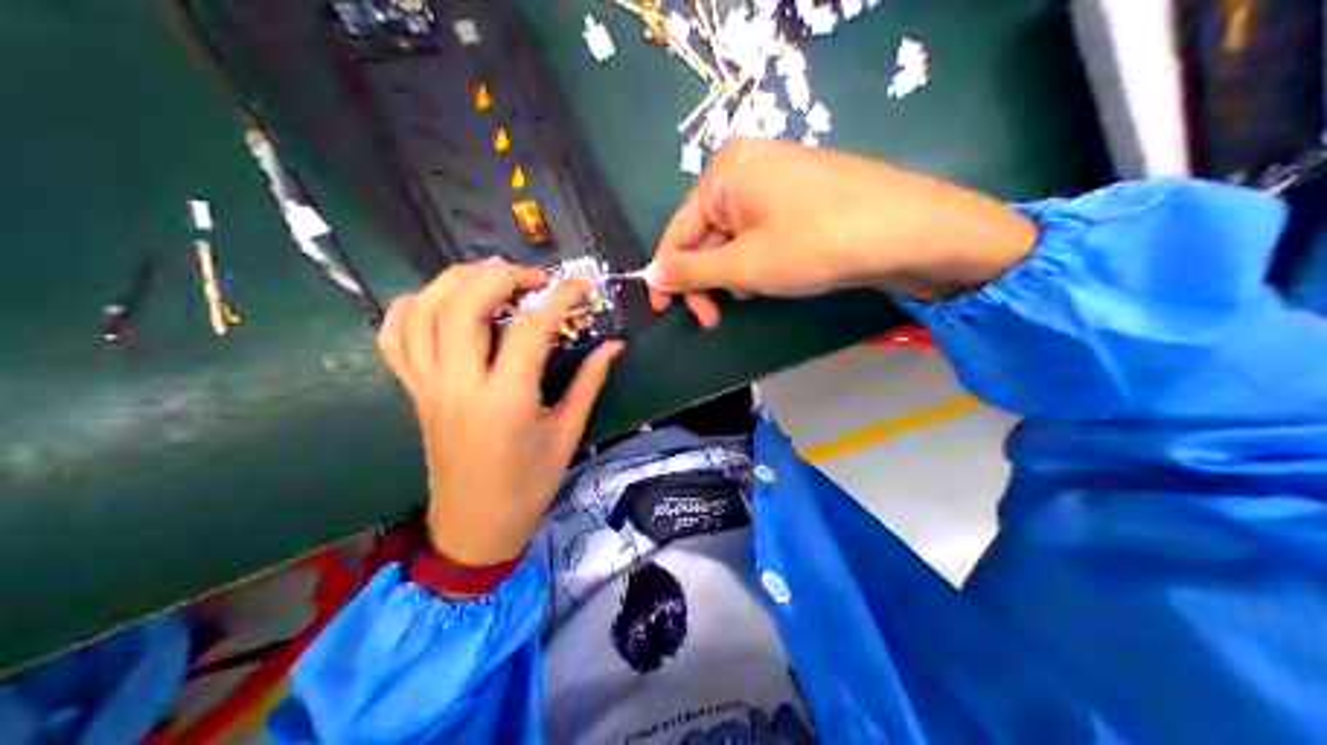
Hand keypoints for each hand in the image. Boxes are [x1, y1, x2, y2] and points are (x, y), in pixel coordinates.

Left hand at [374, 263, 622, 565]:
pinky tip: (440, 301)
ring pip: (423, 310)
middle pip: (463, 303)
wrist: (474, 525)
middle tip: (533, 278)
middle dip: (500, 275)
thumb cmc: (527, 486)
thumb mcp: (566, 435)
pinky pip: (393, 337)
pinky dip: (411, 306)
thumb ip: (589, 383)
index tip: (581, 285)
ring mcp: (428, 386)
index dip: (559, 298)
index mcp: (505, 401)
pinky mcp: (412, 391)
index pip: (529, 329)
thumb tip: (613, 345)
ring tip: (490, 278)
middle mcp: (458, 385)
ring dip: (456, 280)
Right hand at [645, 138, 1036, 321]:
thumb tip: (651, 275)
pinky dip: (760, 257)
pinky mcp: (805, 189)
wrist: (904, 229)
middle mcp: (747, 162)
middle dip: (708, 276)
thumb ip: (691, 271)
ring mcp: (780, 172)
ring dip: (734, 270)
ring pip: (737, 232)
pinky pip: (764, 226)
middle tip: (714, 318)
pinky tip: (775, 278)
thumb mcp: (744, 265)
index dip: (668, 274)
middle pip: (707, 229)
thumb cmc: (813, 244)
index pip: (678, 228)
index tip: (664, 312)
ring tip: (753, 296)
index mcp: (724, 170)